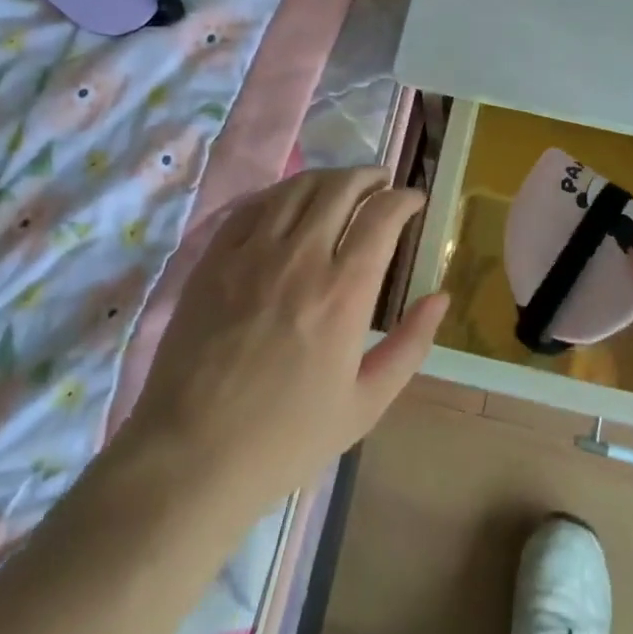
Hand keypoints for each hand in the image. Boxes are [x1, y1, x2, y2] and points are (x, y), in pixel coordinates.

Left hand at [111, 168, 446, 534]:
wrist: (192, 456)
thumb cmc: (287, 438)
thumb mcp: (366, 403)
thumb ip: (410, 345)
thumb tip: (441, 297)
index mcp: (343, 292)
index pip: (382, 215)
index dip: (404, 199)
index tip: (414, 201)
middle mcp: (301, 257)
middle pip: (342, 187)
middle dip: (370, 177)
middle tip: (382, 185)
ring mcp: (252, 253)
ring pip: (298, 187)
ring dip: (328, 178)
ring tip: (341, 187)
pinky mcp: (215, 259)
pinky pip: (253, 205)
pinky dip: (281, 194)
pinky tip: (289, 203)